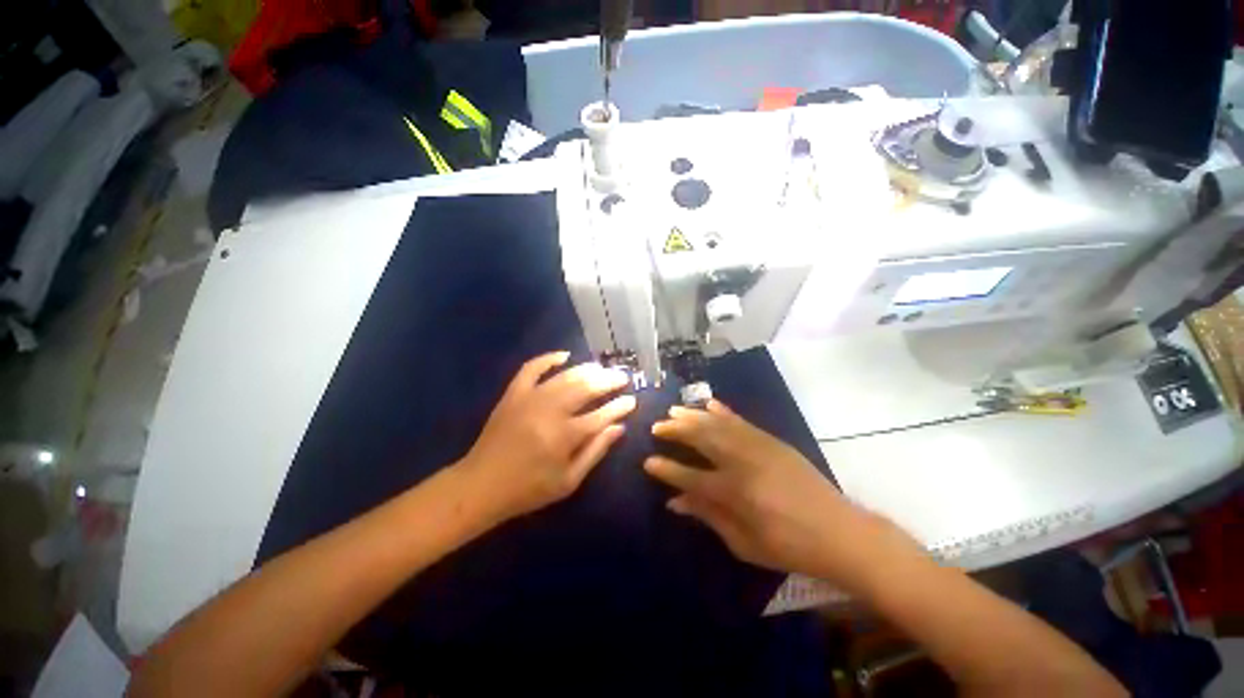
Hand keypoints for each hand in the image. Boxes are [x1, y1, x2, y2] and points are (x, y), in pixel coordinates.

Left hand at [460, 351, 636, 522]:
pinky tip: (564, 355)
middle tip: (623, 377)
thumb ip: (595, 451)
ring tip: (602, 368)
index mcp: (564, 436)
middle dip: (609, 381)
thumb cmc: (528, 489)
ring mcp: (530, 398)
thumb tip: (619, 427)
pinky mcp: (513, 394)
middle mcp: (550, 411)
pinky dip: (548, 358)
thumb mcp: (568, 480)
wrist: (480, 485)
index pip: (601, 415)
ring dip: (587, 369)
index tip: (632, 400)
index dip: (619, 406)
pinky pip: (531, 368)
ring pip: (565, 376)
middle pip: (586, 388)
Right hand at [644, 400, 916, 590]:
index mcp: (733, 492)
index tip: (648, 461)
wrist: (839, 531)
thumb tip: (675, 501)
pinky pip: (741, 420)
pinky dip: (723, 410)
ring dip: (693, 415)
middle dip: (675, 430)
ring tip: (674, 409)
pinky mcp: (771, 440)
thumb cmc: (788, 546)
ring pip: (717, 423)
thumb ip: (707, 516)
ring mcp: (757, 446)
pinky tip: (710, 403)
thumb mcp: (743, 543)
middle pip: (700, 438)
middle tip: (657, 426)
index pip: (689, 476)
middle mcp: (741, 462)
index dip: (666, 469)